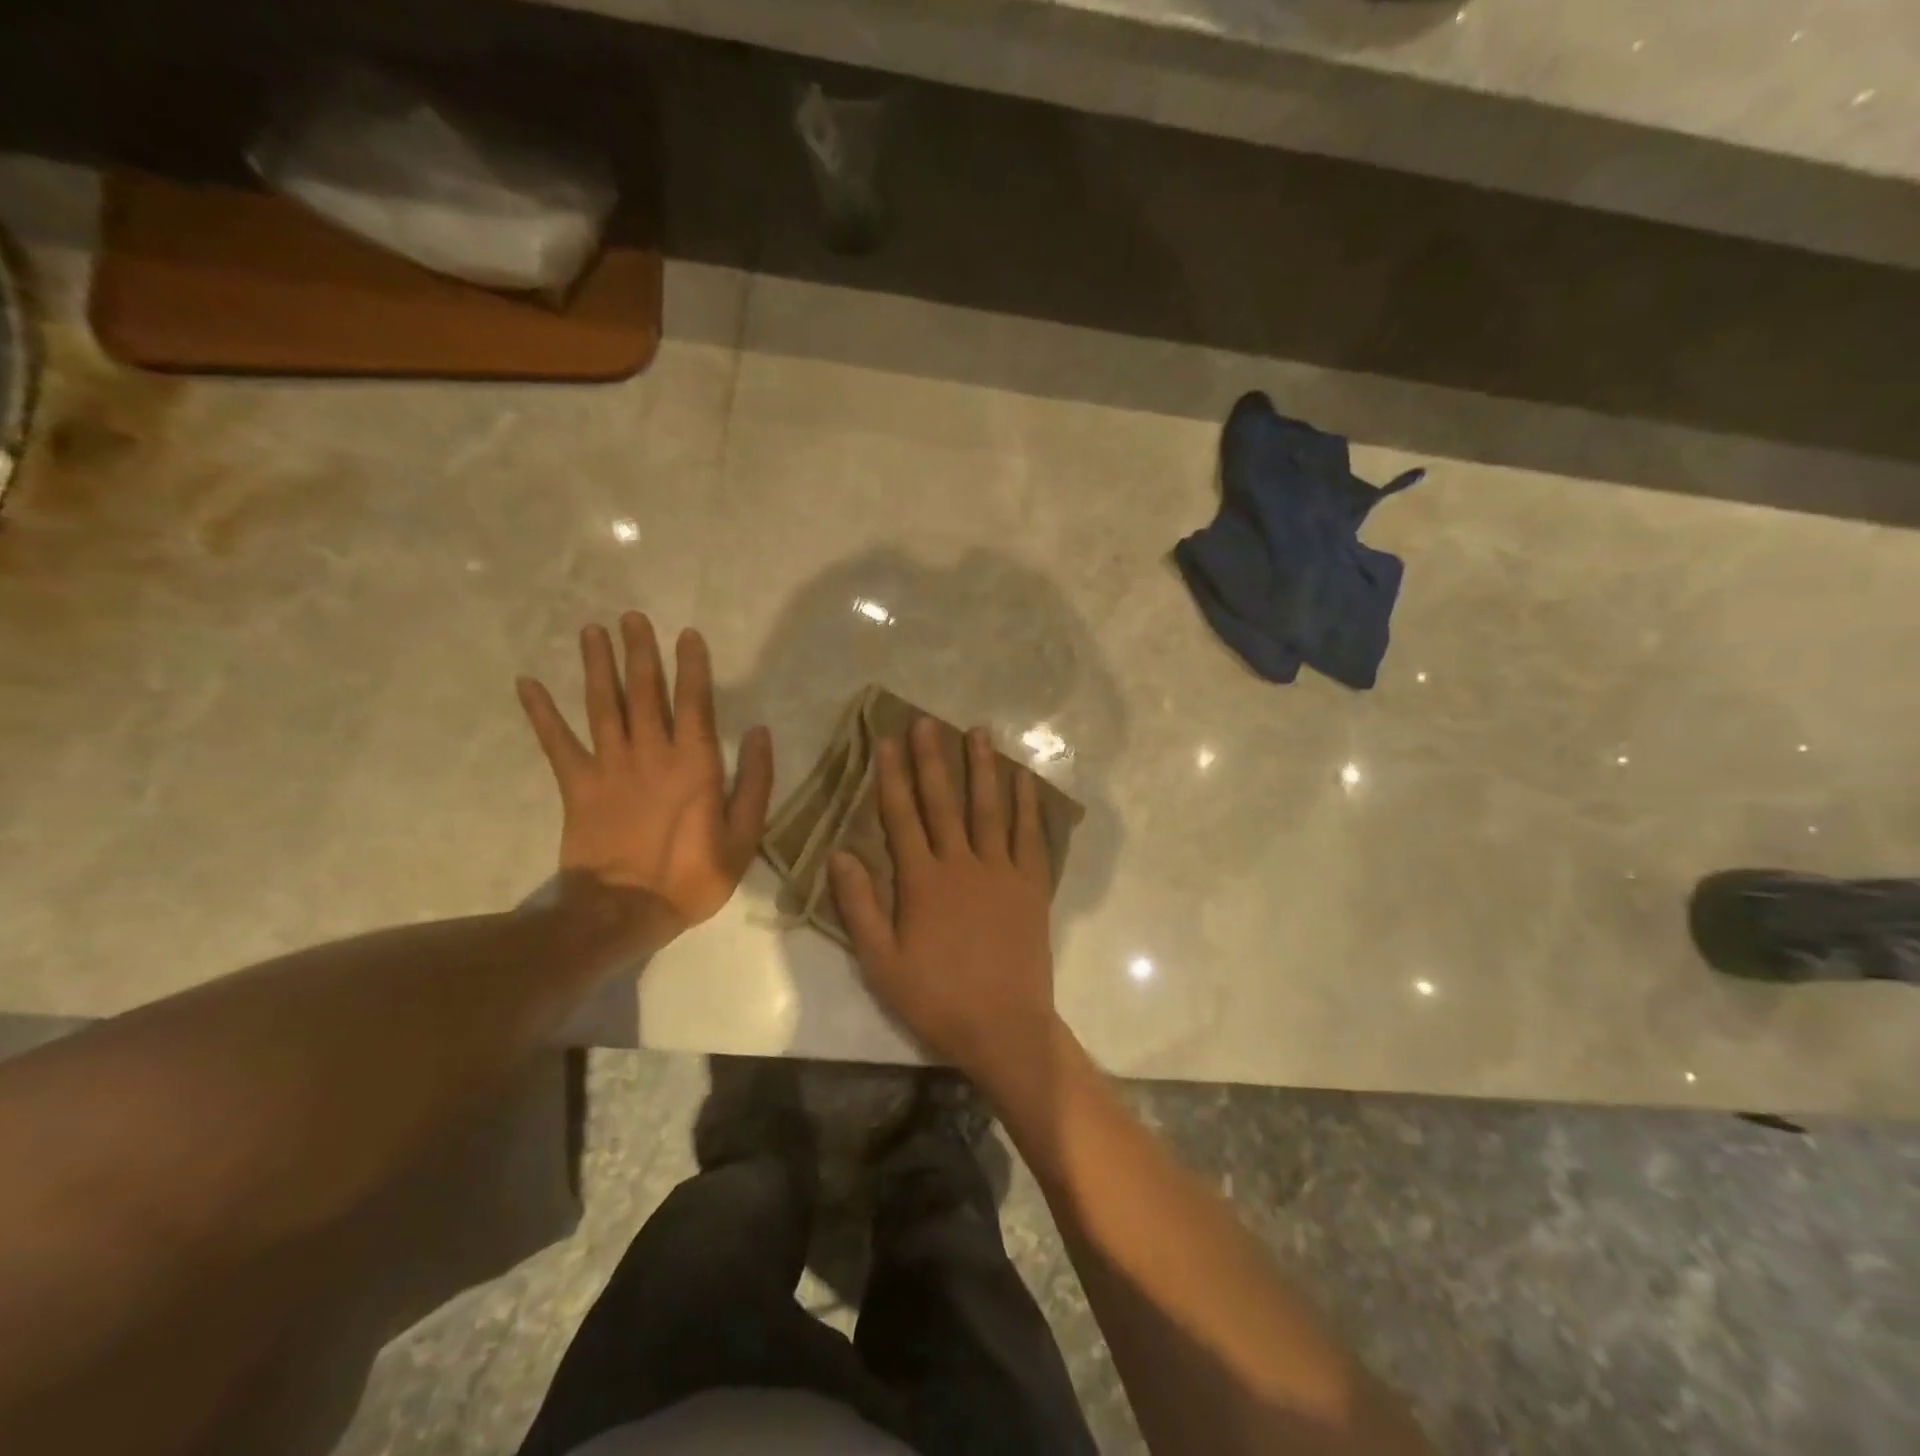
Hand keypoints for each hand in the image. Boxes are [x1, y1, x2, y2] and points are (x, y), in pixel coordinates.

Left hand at [517, 614, 772, 939]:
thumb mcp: (743, 837)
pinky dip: (541, 713)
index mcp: (694, 763)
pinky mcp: (577, 786)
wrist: (625, 911)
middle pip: (644, 692)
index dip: (691, 666)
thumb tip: (758, 733)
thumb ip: (755, 783)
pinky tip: (527, 683)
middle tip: (632, 617)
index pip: (694, 702)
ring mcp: (610, 767)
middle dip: (640, 652)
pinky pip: (556, 743)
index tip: (686, 634)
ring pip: (602, 705)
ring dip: (597, 666)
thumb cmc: (692, 877)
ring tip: (592, 631)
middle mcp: (651, 753)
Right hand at [830, 718, 1060, 1081]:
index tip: (887, 741)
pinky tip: (1024, 779)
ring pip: (989, 808)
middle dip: (933, 759)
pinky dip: (1027, 805)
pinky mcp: (1031, 885)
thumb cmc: (935, 997)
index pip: (902, 816)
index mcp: (922, 881)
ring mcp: (1001, 871)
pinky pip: (1029, 835)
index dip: (892, 777)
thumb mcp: (881, 961)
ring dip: (982, 768)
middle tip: (927, 722)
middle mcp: (962, 864)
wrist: (1002, 1026)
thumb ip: (860, 905)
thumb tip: (840, 853)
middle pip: (944, 802)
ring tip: (978, 732)